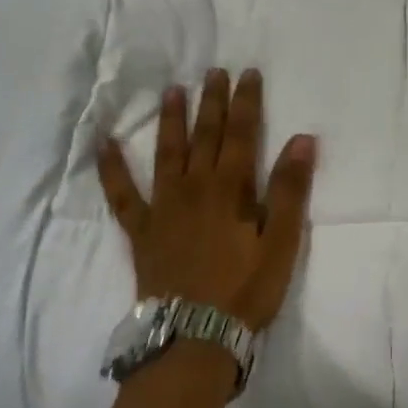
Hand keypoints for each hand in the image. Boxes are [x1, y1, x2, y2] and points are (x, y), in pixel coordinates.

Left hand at [98, 68, 316, 332]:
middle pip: (206, 135)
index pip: (242, 134)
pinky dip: (111, 168)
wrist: (194, 336)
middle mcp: (195, 187)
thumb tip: (303, 140)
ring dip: (171, 120)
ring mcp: (164, 207)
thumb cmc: (246, 290)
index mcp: (232, 189)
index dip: (246, 102)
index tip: (248, 73)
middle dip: (212, 101)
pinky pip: (122, 194)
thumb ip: (291, 190)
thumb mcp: (283, 242)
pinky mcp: (141, 230)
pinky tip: (104, 144)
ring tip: (172, 91)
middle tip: (213, 71)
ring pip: (167, 153)